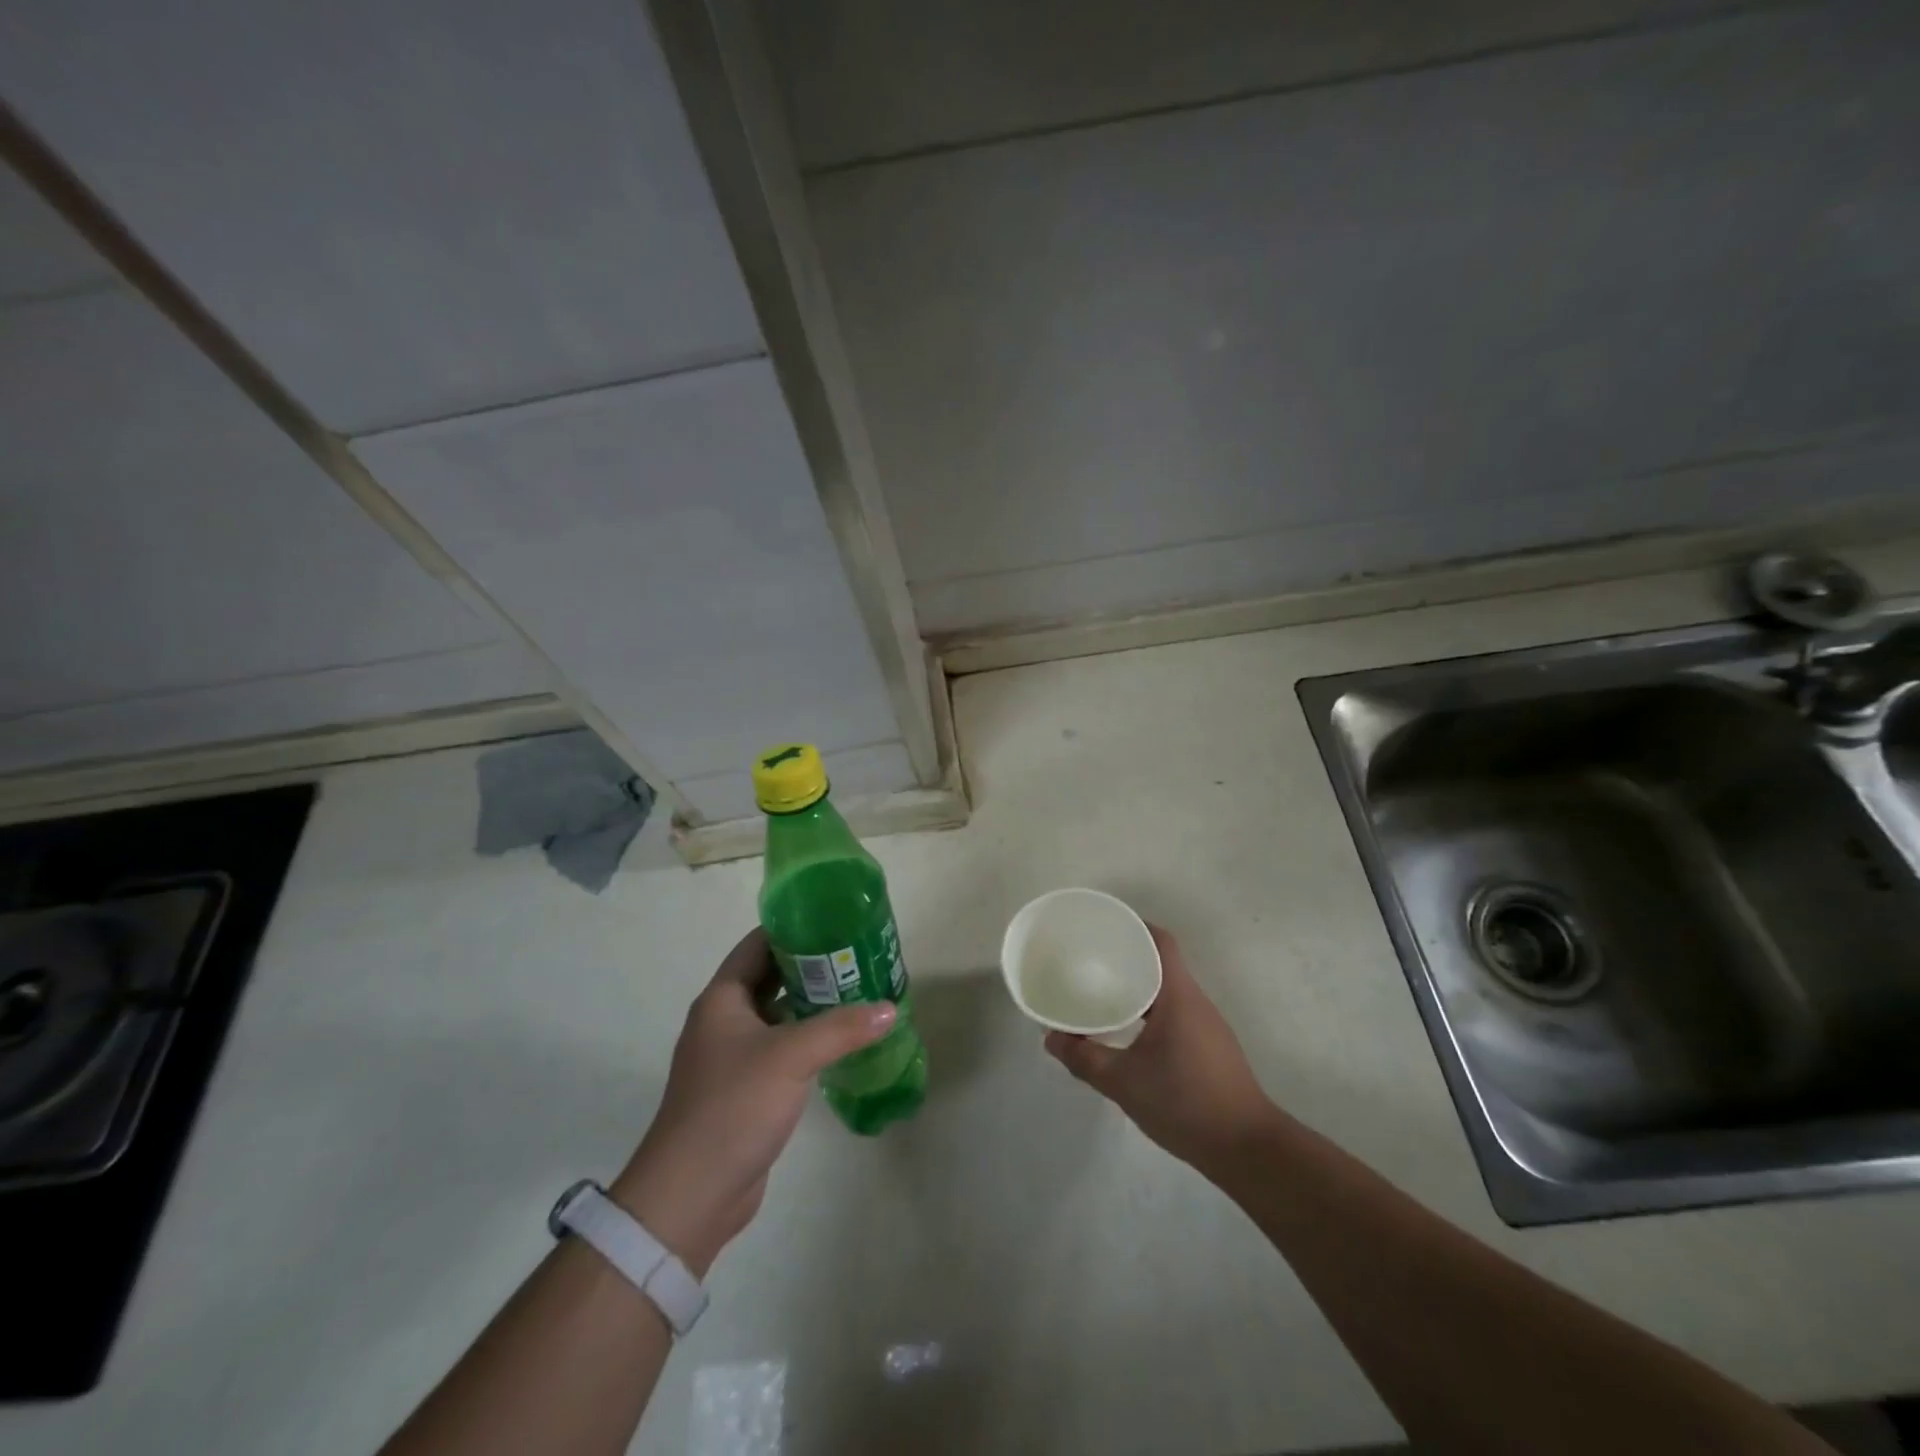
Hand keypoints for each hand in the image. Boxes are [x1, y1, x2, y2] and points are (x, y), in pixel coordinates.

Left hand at [611, 928, 895, 1275]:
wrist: (691, 1194)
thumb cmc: (733, 1107)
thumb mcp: (790, 1057)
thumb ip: (841, 1028)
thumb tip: (890, 1008)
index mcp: (722, 999)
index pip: (758, 944)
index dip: (793, 927)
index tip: (836, 919)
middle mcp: (725, 1020)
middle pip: (771, 976)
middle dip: (812, 965)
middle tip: (858, 955)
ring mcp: (734, 1056)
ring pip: (779, 1013)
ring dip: (813, 1002)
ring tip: (860, 989)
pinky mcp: (747, 1088)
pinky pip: (782, 1047)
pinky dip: (809, 1038)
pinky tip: (843, 1039)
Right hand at [1044, 925, 1274, 1170]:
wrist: (1247, 1149)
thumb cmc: (1185, 1102)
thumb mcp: (1124, 1082)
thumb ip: (1085, 1058)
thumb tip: (1051, 1039)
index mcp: (1179, 996)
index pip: (1161, 942)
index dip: (1134, 927)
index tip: (1104, 928)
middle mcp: (1196, 1002)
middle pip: (1162, 963)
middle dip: (1127, 957)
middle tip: (1090, 961)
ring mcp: (1207, 1026)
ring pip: (1168, 990)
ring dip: (1138, 986)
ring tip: (1102, 993)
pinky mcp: (1210, 1048)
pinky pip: (1175, 1013)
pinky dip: (1150, 1010)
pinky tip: (1128, 1031)